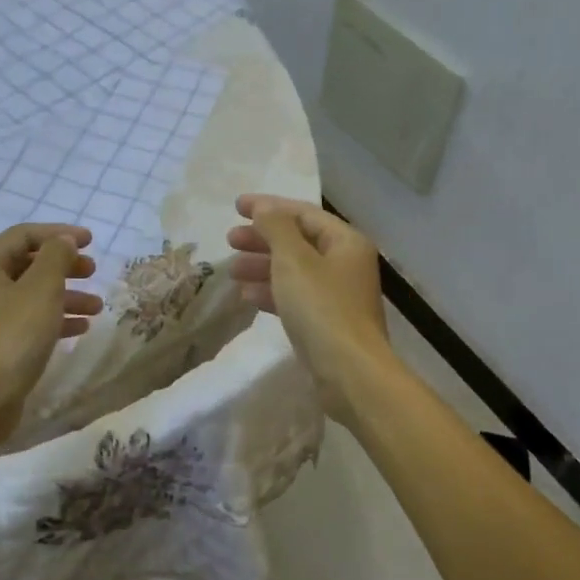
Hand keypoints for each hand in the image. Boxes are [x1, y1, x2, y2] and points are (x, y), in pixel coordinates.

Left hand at [0, 223, 102, 443]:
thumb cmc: (12, 336)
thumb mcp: (41, 288)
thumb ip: (56, 257)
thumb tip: (64, 241)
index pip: (23, 235)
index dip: (58, 233)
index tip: (91, 241)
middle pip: (28, 264)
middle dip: (64, 265)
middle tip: (93, 271)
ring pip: (33, 295)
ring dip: (66, 295)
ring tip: (97, 306)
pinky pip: (31, 321)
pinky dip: (57, 319)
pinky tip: (81, 328)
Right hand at [226, 195, 392, 425]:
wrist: (350, 372)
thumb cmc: (322, 309)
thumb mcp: (293, 260)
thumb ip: (276, 228)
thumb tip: (264, 208)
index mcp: (345, 241)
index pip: (303, 213)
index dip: (268, 207)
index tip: (235, 207)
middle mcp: (346, 263)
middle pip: (299, 241)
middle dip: (263, 239)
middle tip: (229, 240)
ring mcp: (338, 295)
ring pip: (295, 271)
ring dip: (263, 267)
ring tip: (232, 271)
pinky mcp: (327, 322)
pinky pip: (296, 297)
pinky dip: (272, 292)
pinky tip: (247, 297)